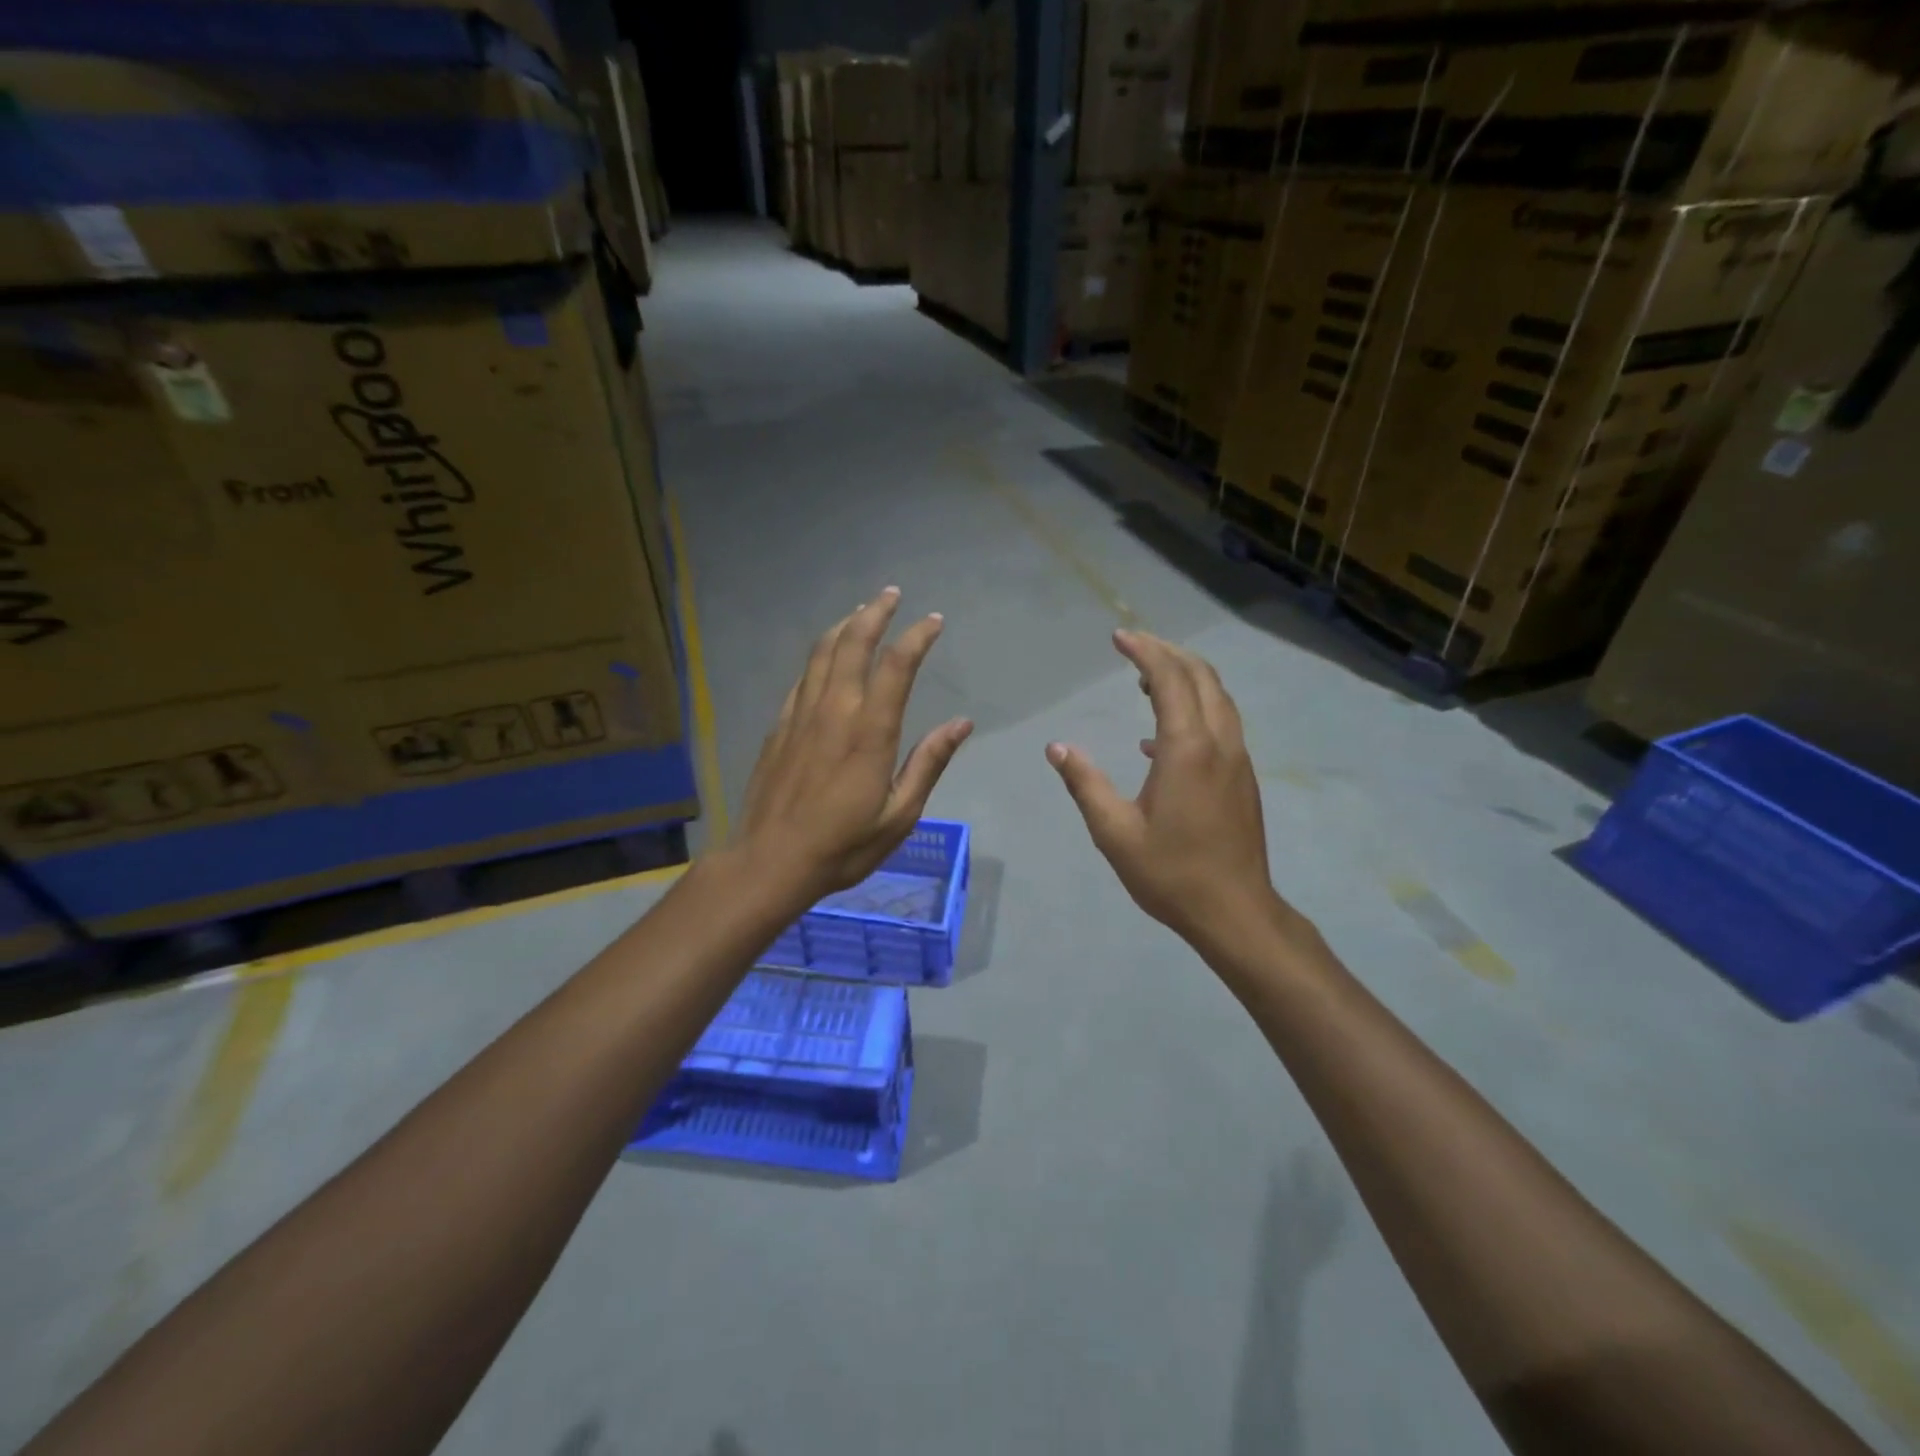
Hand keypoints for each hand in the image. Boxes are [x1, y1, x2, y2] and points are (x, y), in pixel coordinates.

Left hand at [737, 587, 972, 897]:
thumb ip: (929, 763)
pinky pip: (803, 677)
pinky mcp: (779, 726)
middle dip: (875, 613)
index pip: (897, 666)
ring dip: (845, 625)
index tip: (934, 621)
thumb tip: (961, 724)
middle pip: (853, 643)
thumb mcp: (900, 814)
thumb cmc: (843, 845)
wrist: (770, 861)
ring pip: (822, 652)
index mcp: (869, 731)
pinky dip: (820, 655)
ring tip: (861, 611)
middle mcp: (834, 710)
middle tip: (892, 595)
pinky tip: (827, 657)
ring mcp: (801, 714)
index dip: (917, 637)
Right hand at [1047, 630, 1295, 958]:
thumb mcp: (1115, 833)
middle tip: (1133, 645)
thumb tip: (1057, 748)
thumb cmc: (1171, 873)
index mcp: (1187, 750)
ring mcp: (1237, 760)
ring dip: (1185, 677)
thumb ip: (1085, 784)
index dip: (1145, 652)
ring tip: (1145, 678)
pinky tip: (1157, 738)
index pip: (1170, 680)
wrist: (1236, 912)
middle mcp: (1219, 744)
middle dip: (1168, 653)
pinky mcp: (1242, 777)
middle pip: (1201, 677)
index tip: (1118, 637)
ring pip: (1217, 698)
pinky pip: (1220, 724)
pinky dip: (1194, 708)